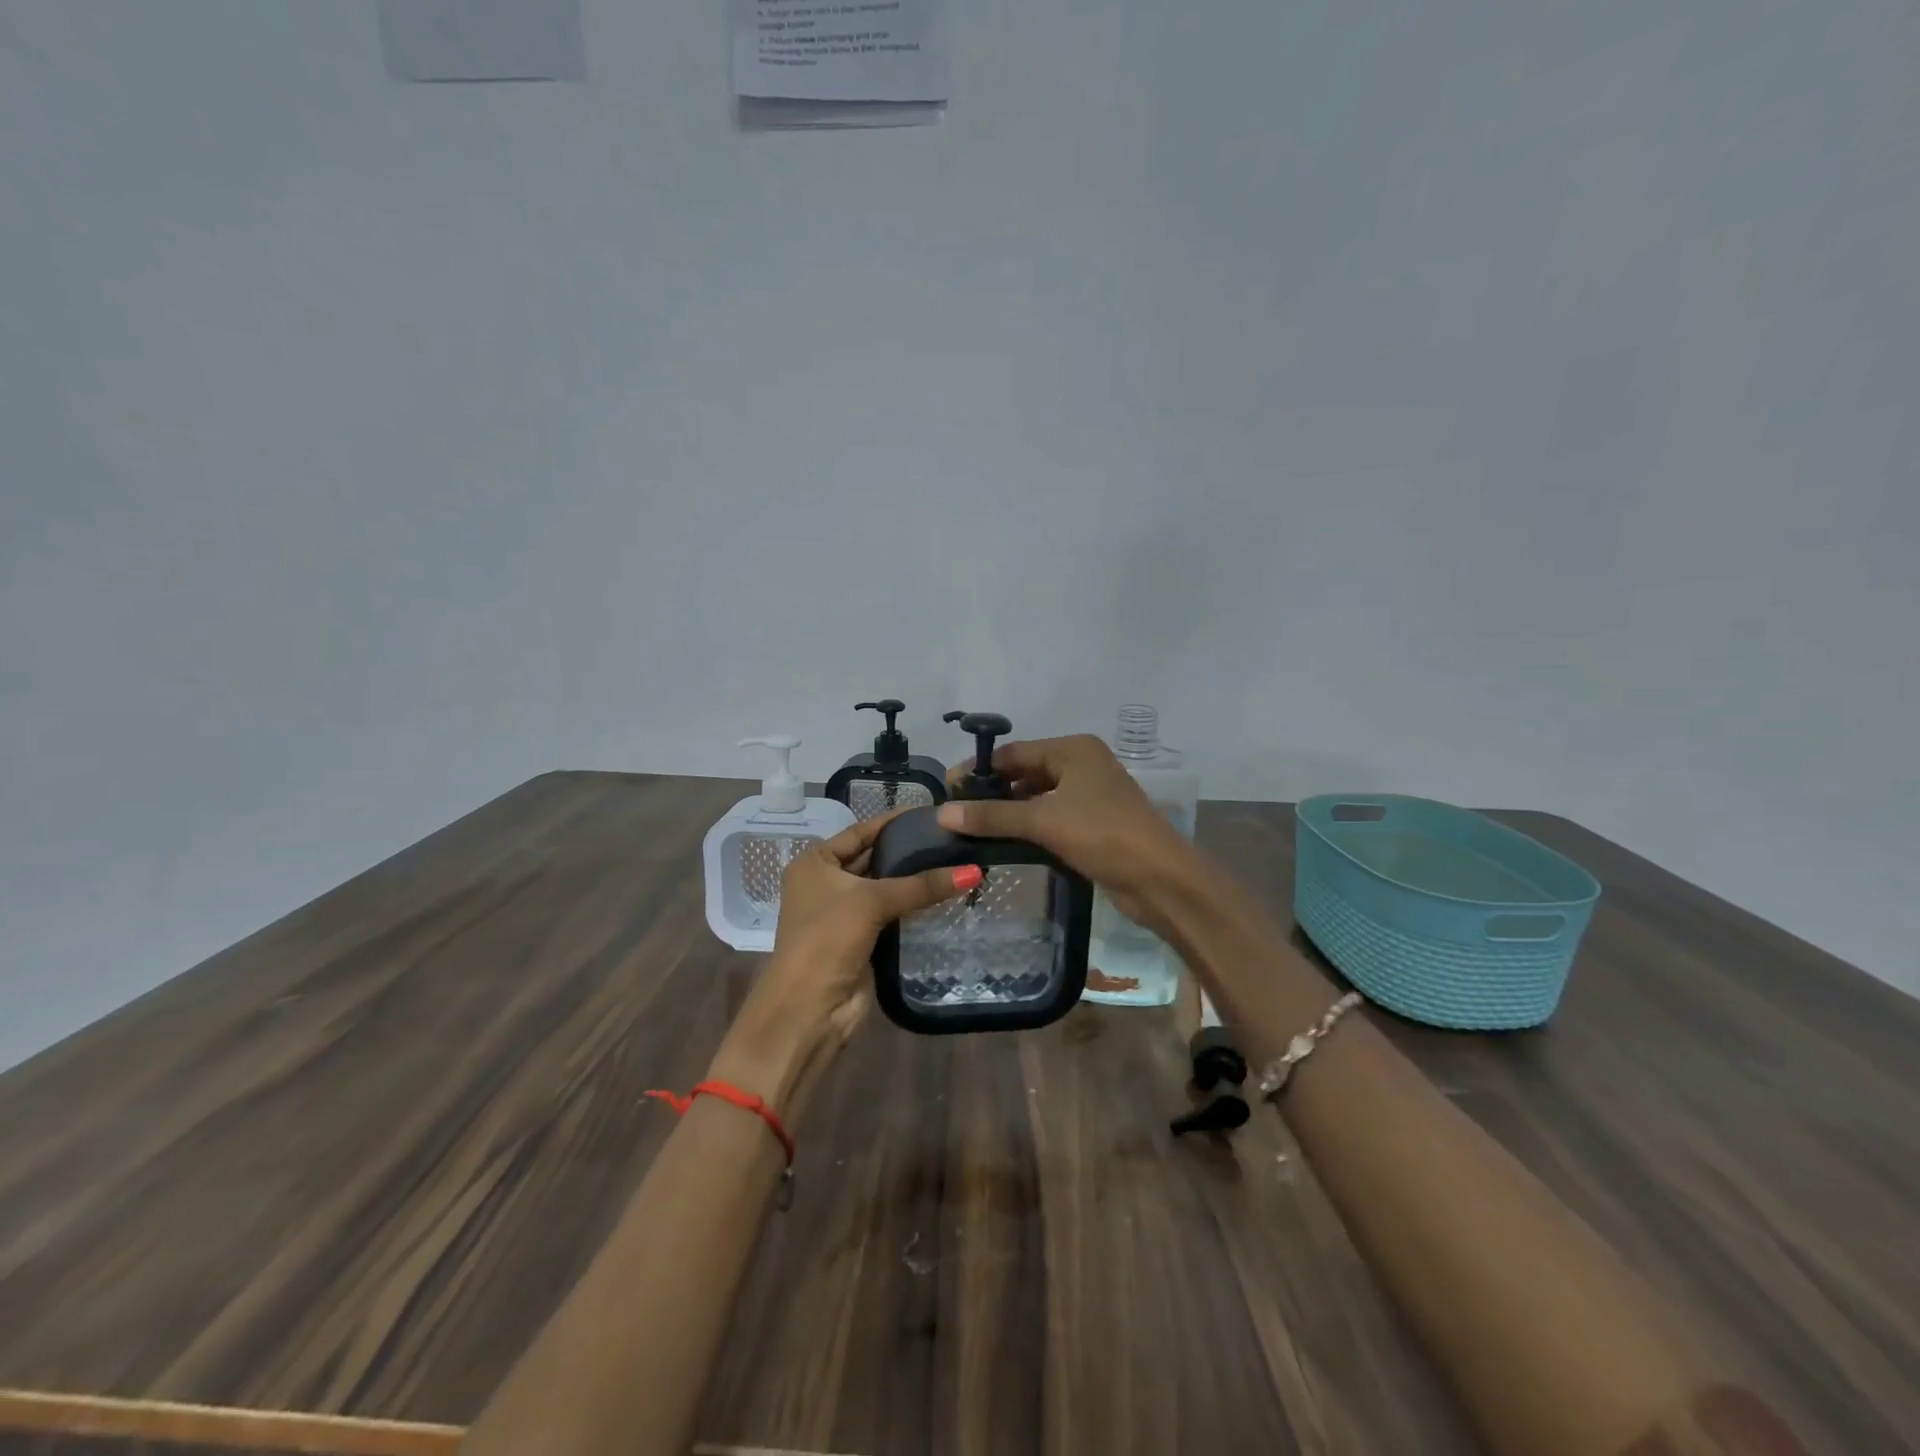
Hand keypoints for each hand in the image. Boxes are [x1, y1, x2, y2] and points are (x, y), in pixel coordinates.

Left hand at [707, 813, 977, 1121]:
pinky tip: (945, 894)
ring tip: (957, 861)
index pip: (860, 831)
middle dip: (908, 850)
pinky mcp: (861, 939)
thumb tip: (973, 871)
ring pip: (885, 888)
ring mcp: (843, 913)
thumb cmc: (828, 939)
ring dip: (914, 880)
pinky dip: (913, 906)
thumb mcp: (872, 902)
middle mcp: (825, 883)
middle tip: (952, 838)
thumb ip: (921, 885)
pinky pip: (892, 914)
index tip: (931, 812)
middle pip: (873, 858)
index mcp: (815, 863)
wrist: (809, 1009)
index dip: (893, 822)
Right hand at [937, 735, 1195, 931]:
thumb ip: (992, 816)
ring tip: (974, 830)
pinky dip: (1029, 827)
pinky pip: (1051, 817)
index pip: (1014, 752)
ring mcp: (1090, 794)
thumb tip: (942, 813)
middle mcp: (1082, 765)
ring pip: (1038, 797)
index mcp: (1074, 750)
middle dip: (993, 793)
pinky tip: (1005, 843)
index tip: (947, 792)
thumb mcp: (1043, 821)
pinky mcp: (1094, 823)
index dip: (979, 771)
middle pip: (1026, 773)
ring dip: (1010, 812)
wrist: (1160, 879)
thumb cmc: (1103, 835)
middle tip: (957, 814)